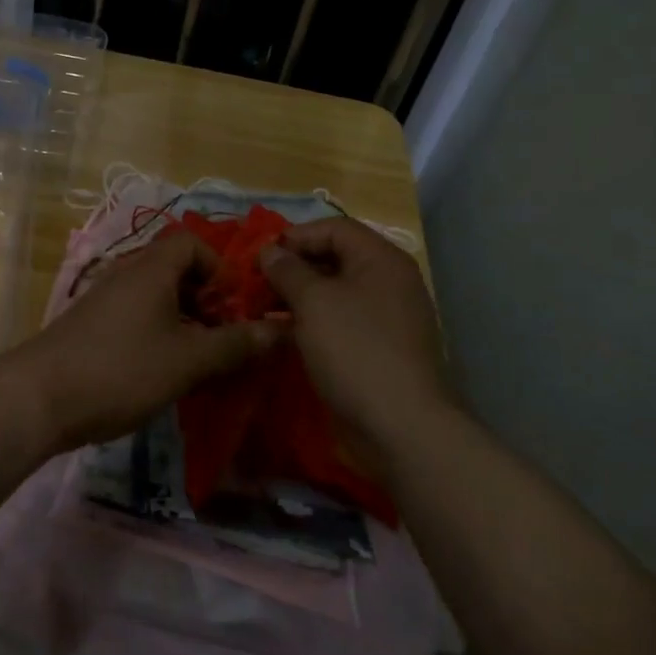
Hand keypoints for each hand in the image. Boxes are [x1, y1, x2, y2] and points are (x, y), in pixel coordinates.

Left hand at [5, 232, 280, 452]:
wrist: (38, 398)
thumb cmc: (121, 369)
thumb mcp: (188, 359)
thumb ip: (234, 343)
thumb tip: (278, 330)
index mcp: (152, 268)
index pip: (192, 243)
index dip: (219, 268)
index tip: (231, 307)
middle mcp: (126, 274)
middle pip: (175, 270)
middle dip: (205, 301)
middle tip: (221, 339)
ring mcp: (104, 300)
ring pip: (155, 298)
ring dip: (182, 322)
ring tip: (197, 361)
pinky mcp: (90, 327)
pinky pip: (135, 318)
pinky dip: (156, 335)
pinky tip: (160, 373)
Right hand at [257, 217, 451, 444]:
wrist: (401, 426)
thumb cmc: (356, 350)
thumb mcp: (314, 302)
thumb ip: (288, 270)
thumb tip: (271, 251)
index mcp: (380, 259)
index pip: (333, 228)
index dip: (295, 236)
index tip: (259, 256)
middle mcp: (387, 282)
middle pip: (333, 259)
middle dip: (291, 268)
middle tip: (254, 284)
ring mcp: (384, 318)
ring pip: (333, 294)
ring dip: (296, 298)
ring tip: (260, 309)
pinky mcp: (376, 349)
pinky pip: (339, 323)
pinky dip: (310, 324)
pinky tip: (281, 335)